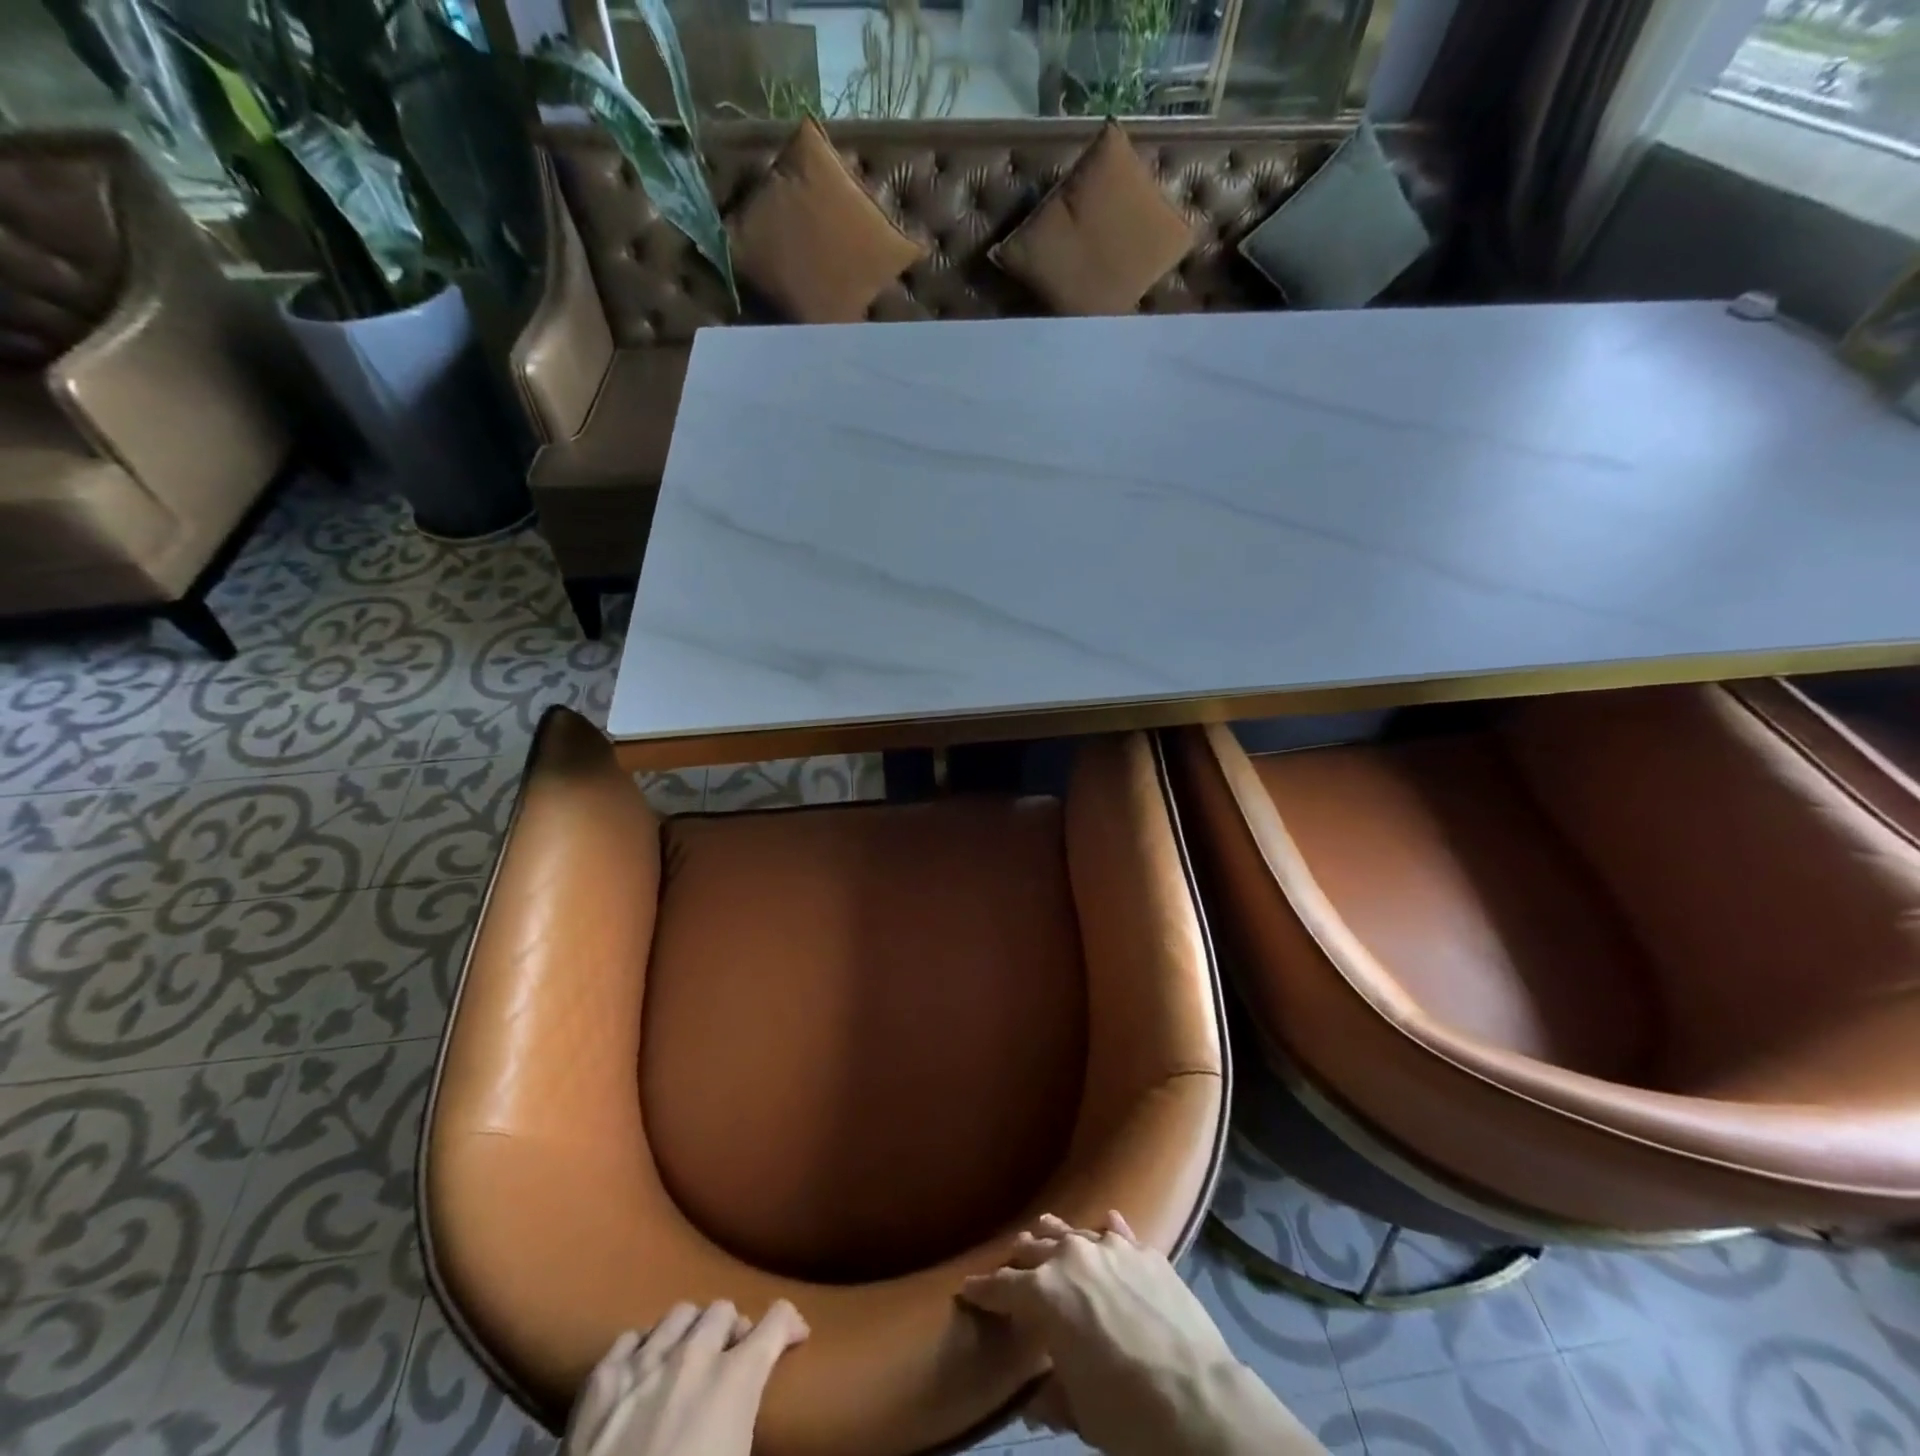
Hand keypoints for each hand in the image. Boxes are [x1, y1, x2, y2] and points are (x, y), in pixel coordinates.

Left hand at [562, 1300, 809, 1455]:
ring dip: (691, 1332)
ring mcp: (643, 1363)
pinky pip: (630, 1338)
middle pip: (723, 1309)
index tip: (794, 1336)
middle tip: (732, 1358)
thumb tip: (747, 1415)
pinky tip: (643, 1373)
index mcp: (734, 1380)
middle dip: (733, 1330)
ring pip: (680, 1313)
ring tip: (688, 1359)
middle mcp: (692, 1356)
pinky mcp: (599, 1382)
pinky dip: (643, 1350)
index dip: (790, 1324)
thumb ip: (748, 1418)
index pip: (777, 1319)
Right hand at [960, 1212, 1325, 1455]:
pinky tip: (1105, 1228)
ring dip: (1056, 1238)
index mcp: (1044, 1293)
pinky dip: (1105, 1233)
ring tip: (1045, 1236)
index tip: (968, 1289)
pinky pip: (1117, 1232)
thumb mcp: (1079, 1412)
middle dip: (1019, 1261)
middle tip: (1010, 1269)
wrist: (1199, 1399)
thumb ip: (1051, 1395)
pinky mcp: (1145, 1251)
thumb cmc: (1126, 1412)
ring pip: (1071, 1231)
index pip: (1001, 1287)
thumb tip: (1034, 1400)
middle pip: (1033, 1249)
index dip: (982, 1291)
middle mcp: (1071, 1256)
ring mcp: (1110, 1247)